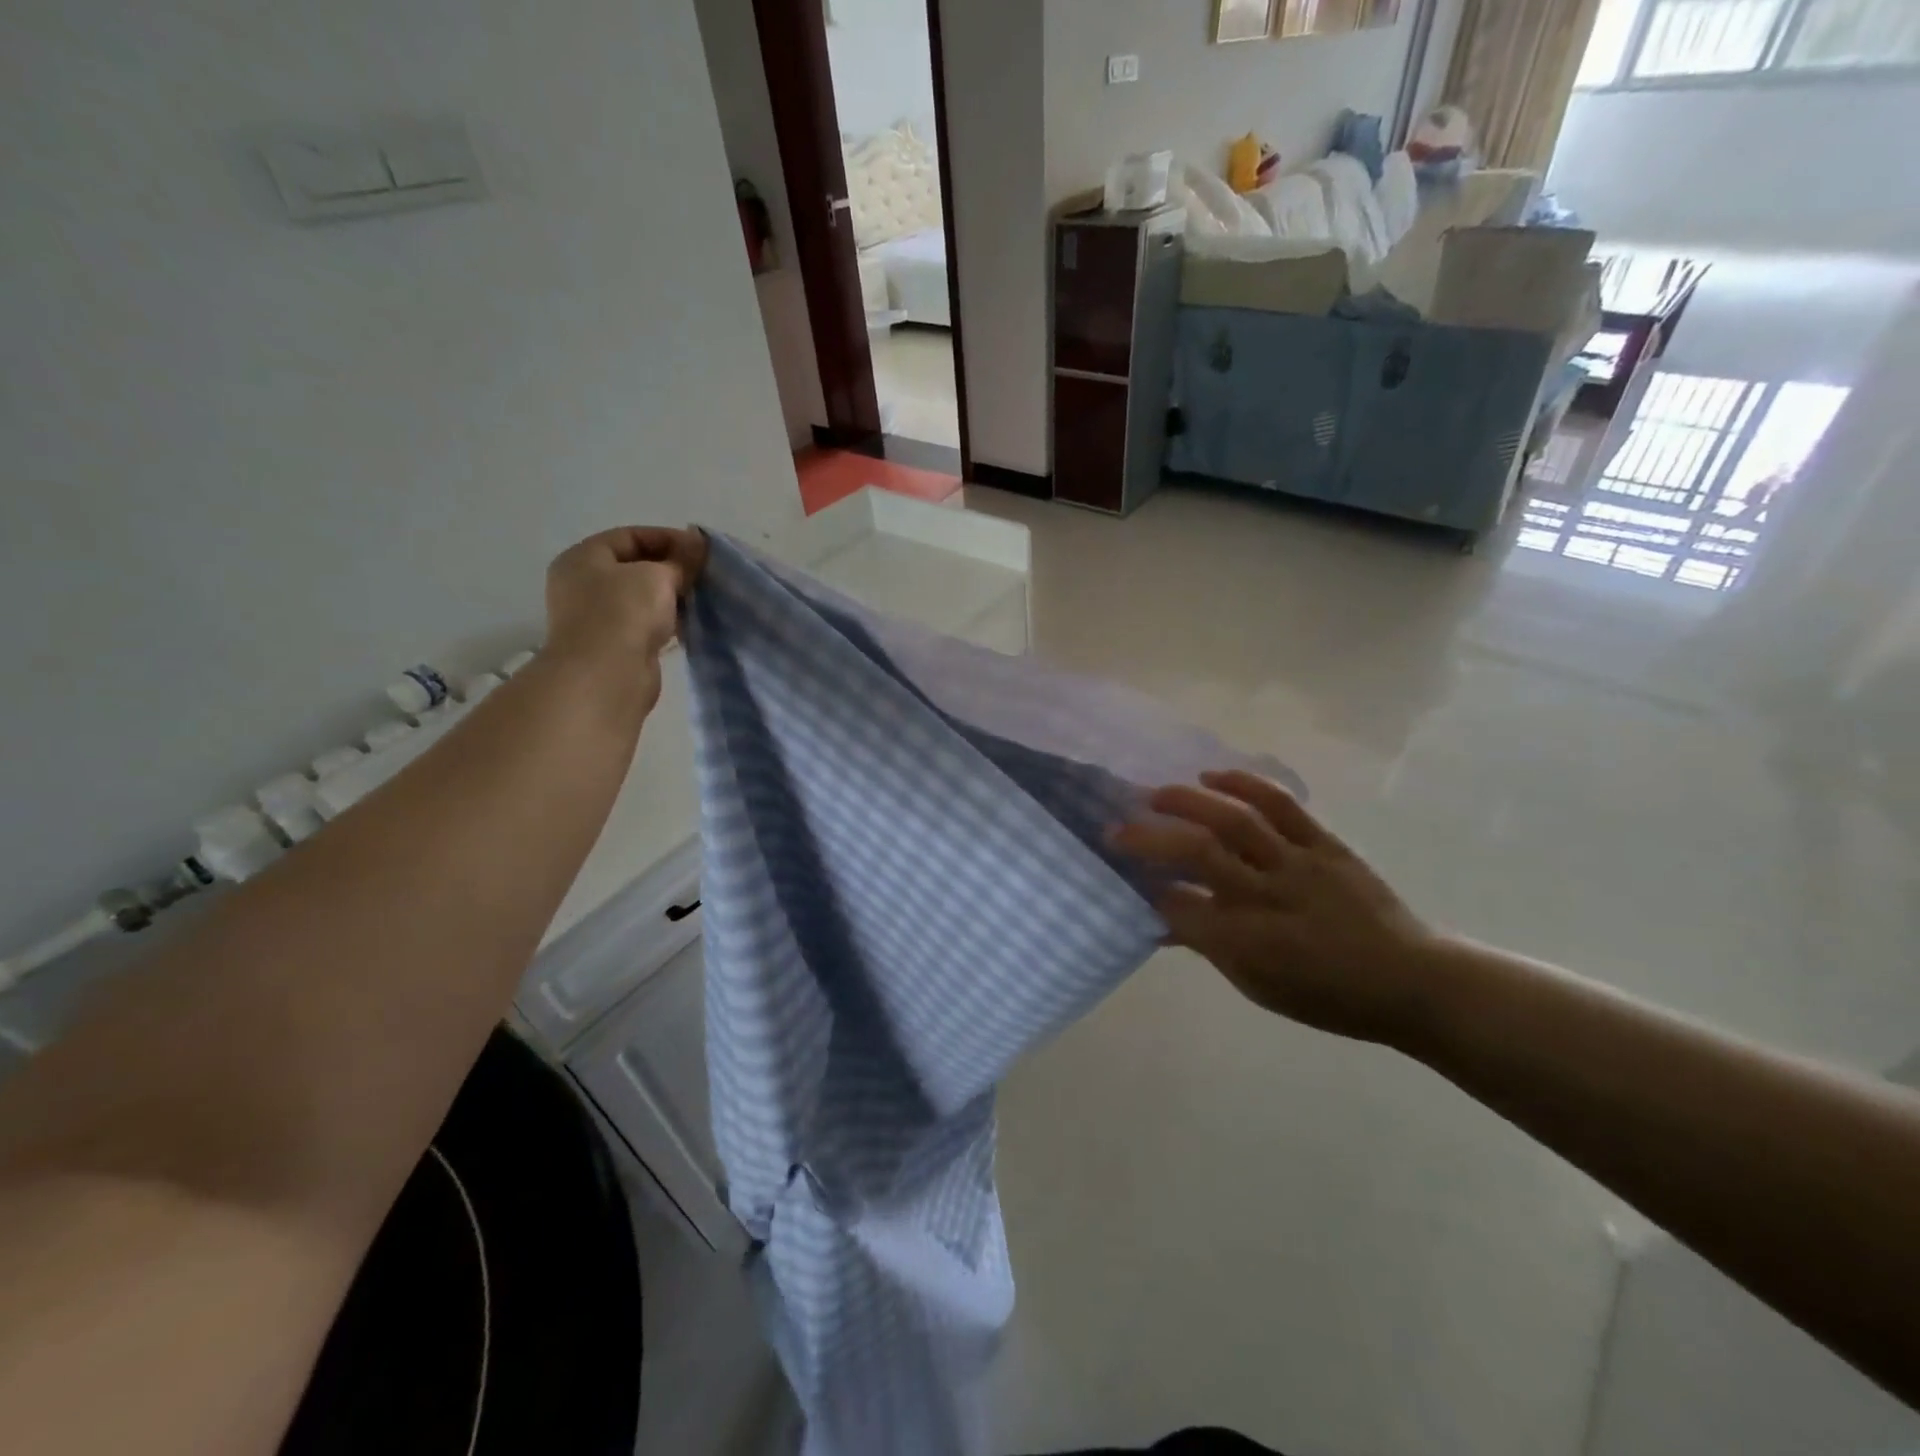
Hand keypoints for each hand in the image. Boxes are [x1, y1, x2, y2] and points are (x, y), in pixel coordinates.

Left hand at [543, 526, 708, 713]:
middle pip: (636, 567)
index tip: (702, 550)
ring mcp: (598, 617)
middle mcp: (584, 584)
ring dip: (672, 597)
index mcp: (583, 558)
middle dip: (672, 569)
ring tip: (703, 597)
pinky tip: (691, 622)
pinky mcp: (615, 645)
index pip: (630, 537)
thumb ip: (680, 559)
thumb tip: (699, 542)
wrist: (606, 677)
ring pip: (642, 598)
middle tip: (705, 574)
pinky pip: (646, 624)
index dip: (668, 538)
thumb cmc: (624, 613)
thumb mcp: (657, 576)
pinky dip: (667, 621)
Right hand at [1110, 770, 1442, 1046]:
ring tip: (1156, 794)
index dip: (1144, 890)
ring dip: (1188, 801)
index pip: (1178, 907)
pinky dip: (1244, 785)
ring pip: (1235, 820)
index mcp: (1248, 942)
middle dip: (1149, 837)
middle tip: (1116, 828)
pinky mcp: (1325, 843)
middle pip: (1198, 852)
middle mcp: (1267, 896)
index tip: (1123, 877)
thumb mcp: (1258, 985)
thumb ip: (1206, 946)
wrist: (1409, 980)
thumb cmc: (1326, 995)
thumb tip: (1160, 917)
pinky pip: (1282, 805)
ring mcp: (1298, 864)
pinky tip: (1214, 777)